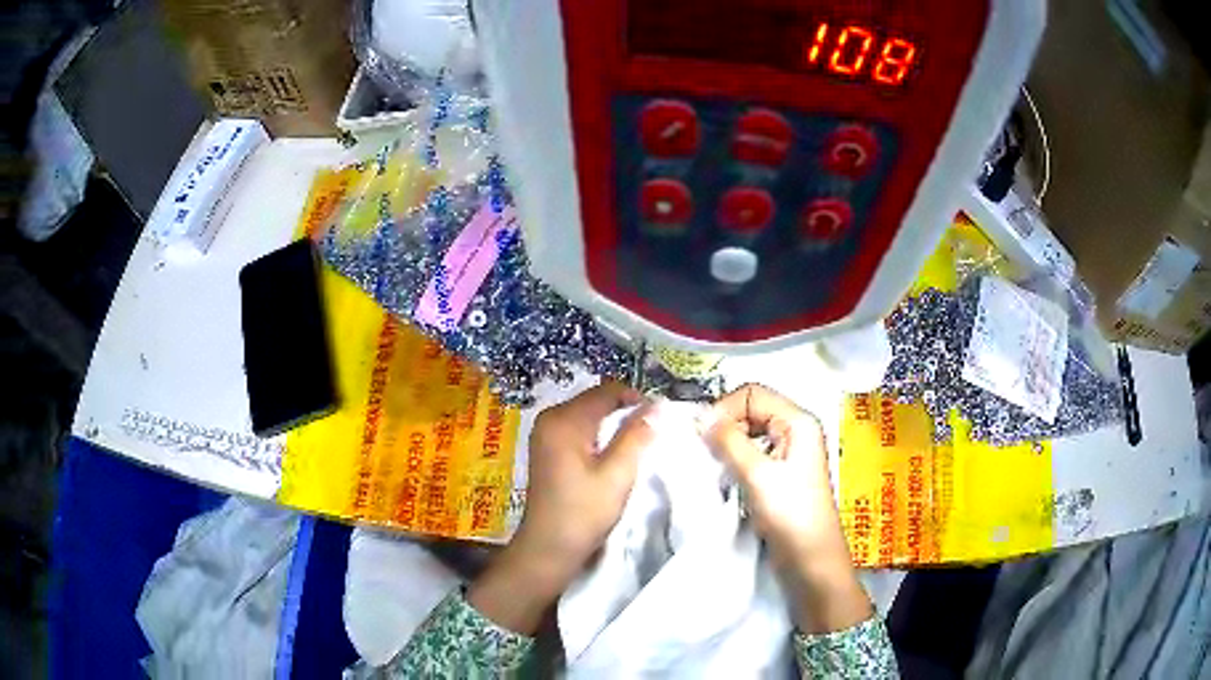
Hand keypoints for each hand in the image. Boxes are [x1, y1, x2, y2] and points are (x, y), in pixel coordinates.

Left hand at [470, 381, 653, 633]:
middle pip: (595, 400)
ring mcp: (545, 434)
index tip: (660, 419)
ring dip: (613, 425)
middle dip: (625, 412)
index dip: (636, 399)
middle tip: (651, 433)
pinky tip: (612, 456)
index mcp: (564, 420)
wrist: (549, 548)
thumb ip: (637, 436)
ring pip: (588, 415)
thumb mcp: (617, 474)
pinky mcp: (546, 450)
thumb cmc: (583, 512)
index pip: (607, 391)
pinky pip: (578, 430)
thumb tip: (657, 406)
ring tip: (636, 445)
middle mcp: (550, 419)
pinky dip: (598, 436)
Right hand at [701, 384, 871, 633]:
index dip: (724, 408)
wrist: (812, 560)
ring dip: (728, 445)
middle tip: (704, 453)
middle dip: (725, 426)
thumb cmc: (790, 515)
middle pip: (751, 409)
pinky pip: (753, 453)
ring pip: (750, 432)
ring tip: (712, 467)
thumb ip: (729, 441)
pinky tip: (725, 478)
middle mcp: (796, 430)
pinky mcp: (782, 473)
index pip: (752, 394)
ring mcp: (790, 452)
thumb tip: (701, 416)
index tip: (701, 436)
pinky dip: (735, 460)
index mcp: (798, 421)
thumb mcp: (758, 475)